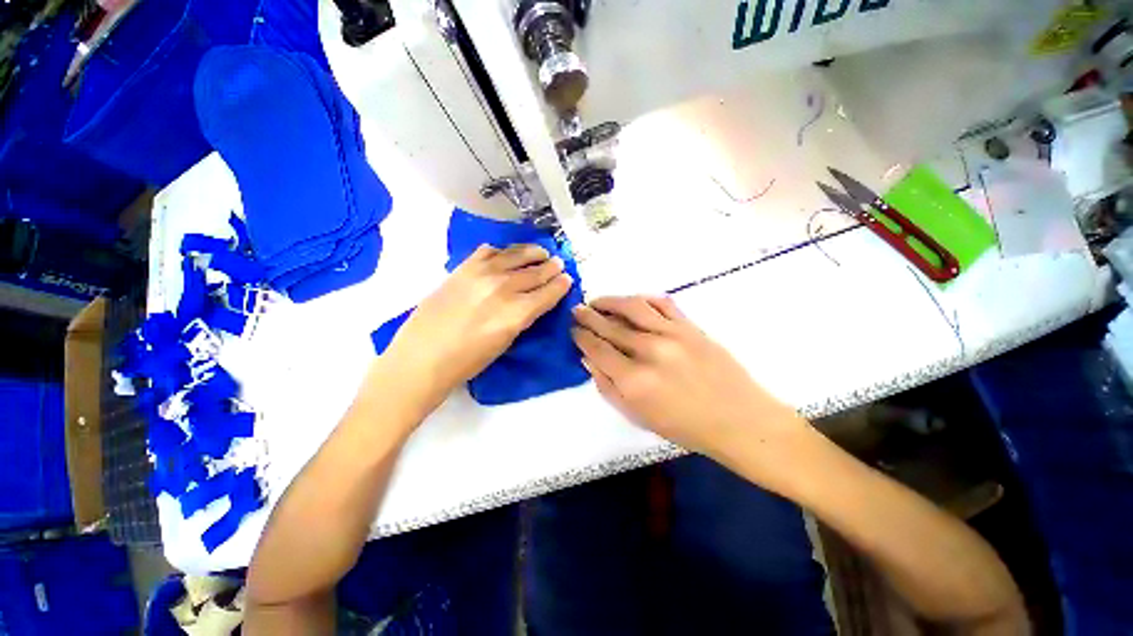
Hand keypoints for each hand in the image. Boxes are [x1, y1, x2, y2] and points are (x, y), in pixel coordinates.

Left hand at [383, 244, 571, 406]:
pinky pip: (489, 252)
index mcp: (517, 313)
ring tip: (541, 252)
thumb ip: (522, 317)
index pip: (547, 293)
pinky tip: (506, 254)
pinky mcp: (463, 268)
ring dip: (532, 253)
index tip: (567, 278)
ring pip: (516, 256)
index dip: (560, 285)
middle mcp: (503, 288)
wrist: (422, 356)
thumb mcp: (505, 342)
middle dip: (551, 267)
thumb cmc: (467, 362)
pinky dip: (502, 251)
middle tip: (559, 262)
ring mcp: (482, 274)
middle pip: (535, 272)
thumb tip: (533, 301)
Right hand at [571, 296, 806, 463]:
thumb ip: (607, 386)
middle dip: (588, 316)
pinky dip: (642, 299)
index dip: (581, 336)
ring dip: (610, 300)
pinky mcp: (691, 326)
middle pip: (609, 325)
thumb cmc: (684, 426)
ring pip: (632, 306)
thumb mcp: (637, 416)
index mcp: (634, 381)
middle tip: (577, 310)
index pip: (596, 348)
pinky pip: (661, 303)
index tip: (573, 330)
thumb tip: (589, 358)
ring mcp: (672, 334)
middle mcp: (649, 351)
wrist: (738, 419)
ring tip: (597, 301)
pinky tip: (632, 302)